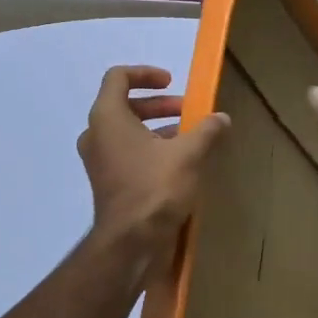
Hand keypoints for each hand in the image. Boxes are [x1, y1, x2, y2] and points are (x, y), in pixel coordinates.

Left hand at [78, 66, 228, 262]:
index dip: (146, 73)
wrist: (131, 243)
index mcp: (108, 117)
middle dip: (158, 104)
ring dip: (157, 128)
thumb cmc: (155, 187)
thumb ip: (206, 130)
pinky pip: (127, 152)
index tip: (171, 82)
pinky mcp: (107, 181)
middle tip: (187, 111)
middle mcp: (96, 134)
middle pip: (124, 104)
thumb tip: (221, 118)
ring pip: (127, 131)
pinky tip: (179, 163)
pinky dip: (150, 148)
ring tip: (189, 137)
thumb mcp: (188, 154)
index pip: (118, 77)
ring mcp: (98, 159)